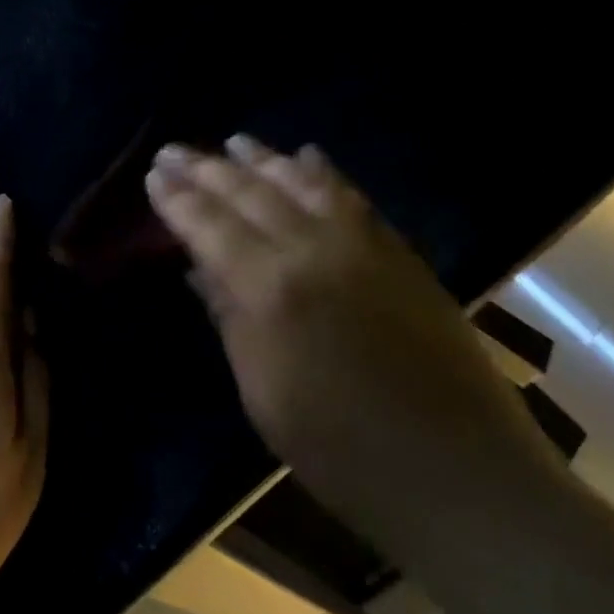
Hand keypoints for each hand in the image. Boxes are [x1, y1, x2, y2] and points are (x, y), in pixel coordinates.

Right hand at [143, 137, 555, 524]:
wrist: (460, 473)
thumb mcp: (265, 396)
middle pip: (249, 194)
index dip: (178, 199)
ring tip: (234, 141)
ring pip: (300, 183)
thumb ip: (231, 320)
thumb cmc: (344, 454)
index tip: (154, 175)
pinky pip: (351, 195)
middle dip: (207, 168)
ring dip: (263, 158)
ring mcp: (362, 244)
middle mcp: (313, 249)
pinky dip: (323, 172)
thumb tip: (199, 267)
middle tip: (175, 149)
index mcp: (271, 290)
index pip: (211, 227)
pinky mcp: (399, 250)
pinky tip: (307, 155)